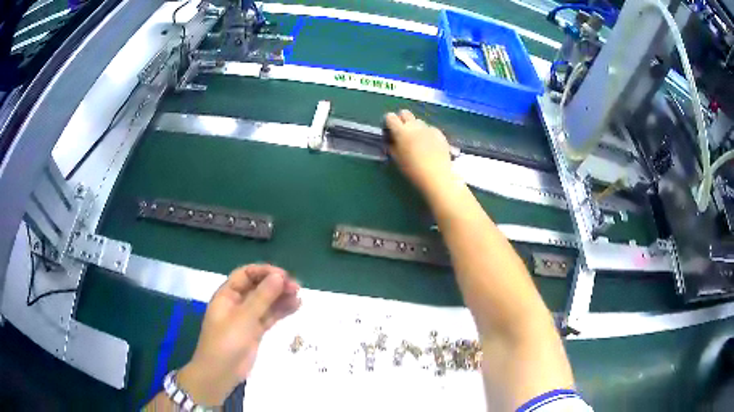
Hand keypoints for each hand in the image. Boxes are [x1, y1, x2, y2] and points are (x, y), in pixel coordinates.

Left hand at [177, 265, 300, 405]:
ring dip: (281, 297)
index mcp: (227, 295)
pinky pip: (269, 316)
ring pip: (266, 302)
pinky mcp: (255, 331)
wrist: (220, 373)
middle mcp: (237, 303)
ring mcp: (246, 318)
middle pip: (258, 287)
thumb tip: (278, 276)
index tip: (283, 276)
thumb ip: (261, 297)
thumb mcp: (243, 318)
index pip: (246, 274)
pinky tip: (295, 306)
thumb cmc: (226, 342)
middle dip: (275, 285)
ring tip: (299, 296)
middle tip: (296, 287)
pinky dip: (281, 311)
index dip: (264, 272)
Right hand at [384, 110, 454, 194]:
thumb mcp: (397, 159)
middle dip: (402, 119)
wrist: (436, 175)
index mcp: (401, 131)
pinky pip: (430, 129)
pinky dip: (427, 134)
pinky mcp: (439, 133)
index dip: (388, 122)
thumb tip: (391, 139)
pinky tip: (430, 146)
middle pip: (405, 113)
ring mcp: (428, 128)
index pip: (390, 117)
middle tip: (403, 133)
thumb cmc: (413, 170)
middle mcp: (414, 126)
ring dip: (416, 127)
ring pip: (419, 121)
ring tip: (418, 141)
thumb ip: (392, 145)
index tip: (390, 130)